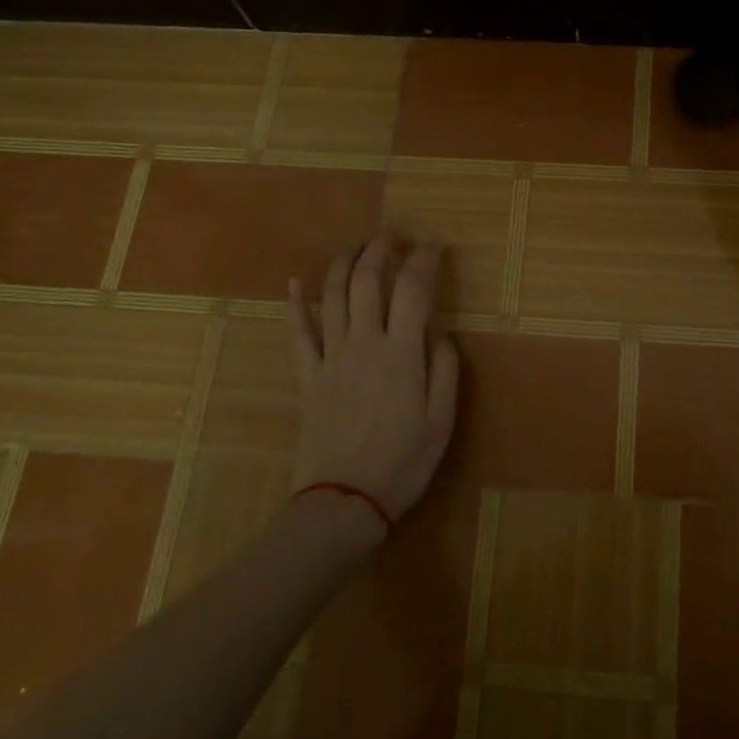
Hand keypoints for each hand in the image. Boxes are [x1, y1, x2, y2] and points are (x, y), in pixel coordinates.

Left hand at [288, 236, 460, 535]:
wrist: (344, 500)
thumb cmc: (402, 462)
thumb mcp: (442, 421)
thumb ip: (445, 371)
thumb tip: (442, 333)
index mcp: (402, 353)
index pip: (412, 290)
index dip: (423, 260)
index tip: (432, 245)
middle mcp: (364, 344)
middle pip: (366, 282)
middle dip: (379, 251)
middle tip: (391, 237)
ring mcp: (331, 358)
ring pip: (331, 297)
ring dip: (342, 265)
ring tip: (354, 248)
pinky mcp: (308, 376)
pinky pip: (298, 333)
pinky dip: (294, 304)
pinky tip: (292, 282)